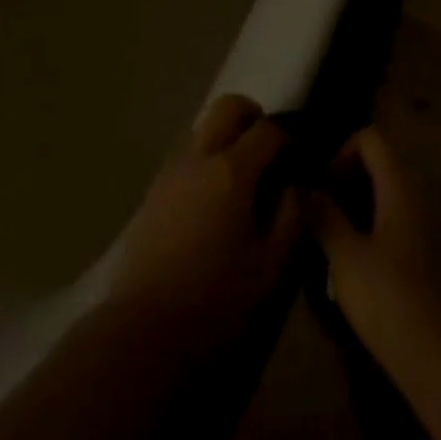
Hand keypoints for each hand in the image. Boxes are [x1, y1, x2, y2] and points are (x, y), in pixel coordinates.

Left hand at [107, 94, 303, 358]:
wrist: (143, 333)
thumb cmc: (216, 303)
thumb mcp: (270, 269)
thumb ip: (291, 218)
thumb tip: (297, 186)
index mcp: (232, 171)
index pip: (267, 129)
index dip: (288, 137)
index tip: (297, 158)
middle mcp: (199, 157)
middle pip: (228, 106)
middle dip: (252, 116)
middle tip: (266, 150)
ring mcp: (170, 170)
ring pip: (202, 127)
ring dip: (224, 137)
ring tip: (239, 179)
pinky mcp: (152, 190)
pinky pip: (185, 155)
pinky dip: (204, 159)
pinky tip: (210, 201)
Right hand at [306, 127, 440, 349]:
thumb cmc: (390, 298)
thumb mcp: (345, 257)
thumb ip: (324, 216)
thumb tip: (306, 189)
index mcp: (400, 185)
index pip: (371, 138)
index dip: (342, 152)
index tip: (323, 187)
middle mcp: (418, 196)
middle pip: (380, 163)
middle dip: (346, 180)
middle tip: (321, 212)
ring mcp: (427, 226)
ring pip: (387, 195)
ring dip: (358, 206)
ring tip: (332, 239)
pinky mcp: (429, 256)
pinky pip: (397, 222)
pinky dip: (373, 228)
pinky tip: (356, 264)